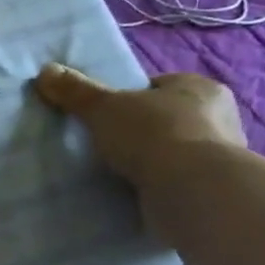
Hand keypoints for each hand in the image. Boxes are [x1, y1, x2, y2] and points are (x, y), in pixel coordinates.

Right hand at [34, 64, 245, 191]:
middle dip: (141, 131)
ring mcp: (219, 156)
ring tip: (118, 173)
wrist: (192, 191)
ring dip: (152, 161)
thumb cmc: (154, 134)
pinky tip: (136, 194)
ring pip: (175, 151)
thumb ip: (76, 91)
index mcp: (199, 87)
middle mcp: (219, 117)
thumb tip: (45, 71)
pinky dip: (159, 186)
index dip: (131, 98)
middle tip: (108, 145)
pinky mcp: (212, 189)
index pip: (159, 86)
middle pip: (168, 118)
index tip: (107, 116)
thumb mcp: (104, 107)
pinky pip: (178, 181)